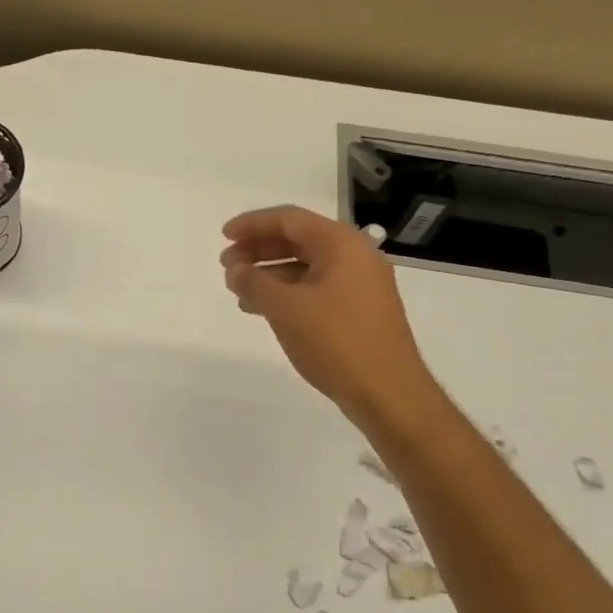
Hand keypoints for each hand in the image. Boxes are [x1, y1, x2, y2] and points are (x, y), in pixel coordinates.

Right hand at [220, 206, 437, 424]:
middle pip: (298, 240)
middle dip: (258, 250)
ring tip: (238, 290)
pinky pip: (315, 289)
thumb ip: (254, 281)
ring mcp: (360, 285)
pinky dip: (287, 293)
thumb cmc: (336, 340)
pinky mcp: (359, 311)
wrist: (388, 393)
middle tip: (226, 265)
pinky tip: (263, 310)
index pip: (289, 219)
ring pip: (305, 267)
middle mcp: (355, 256)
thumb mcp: (284, 307)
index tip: (223, 236)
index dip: (252, 224)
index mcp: (341, 244)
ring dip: (269, 274)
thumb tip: (235, 269)